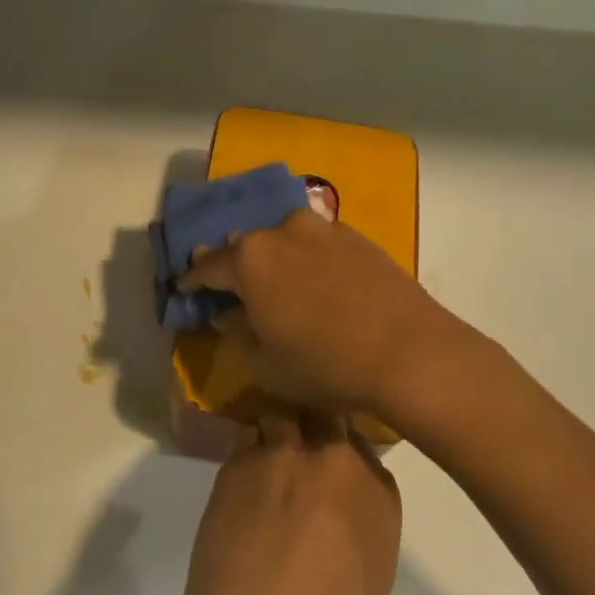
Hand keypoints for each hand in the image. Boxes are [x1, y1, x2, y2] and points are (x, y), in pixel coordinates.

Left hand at [168, 412, 401, 594]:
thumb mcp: (371, 579)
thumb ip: (360, 526)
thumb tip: (337, 515)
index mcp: (378, 491)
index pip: (362, 444)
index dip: (342, 453)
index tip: (330, 469)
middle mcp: (334, 459)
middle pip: (323, 412)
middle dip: (312, 423)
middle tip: (298, 450)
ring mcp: (283, 455)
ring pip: (280, 415)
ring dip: (275, 431)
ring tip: (265, 461)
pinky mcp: (237, 464)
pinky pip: (244, 441)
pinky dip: (245, 454)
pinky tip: (240, 485)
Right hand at [177, 209, 477, 425]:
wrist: (411, 354)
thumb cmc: (325, 365)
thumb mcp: (265, 363)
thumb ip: (236, 332)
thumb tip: (227, 313)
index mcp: (251, 259)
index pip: (207, 266)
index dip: (192, 281)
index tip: (184, 290)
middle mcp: (284, 232)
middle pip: (246, 245)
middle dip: (233, 265)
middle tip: (228, 286)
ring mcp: (325, 230)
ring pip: (284, 239)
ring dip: (273, 258)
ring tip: (274, 282)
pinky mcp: (359, 238)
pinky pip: (318, 244)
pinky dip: (307, 259)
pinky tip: (315, 283)